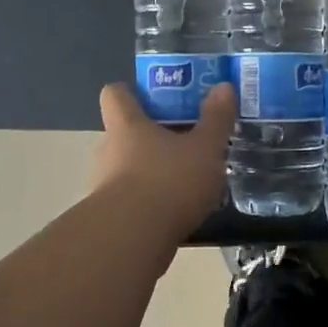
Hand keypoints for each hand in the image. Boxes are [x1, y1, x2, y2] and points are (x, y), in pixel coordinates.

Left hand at [91, 82, 235, 241]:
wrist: (133, 240)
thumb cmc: (169, 181)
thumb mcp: (205, 148)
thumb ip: (216, 119)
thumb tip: (222, 86)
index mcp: (127, 125)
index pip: (115, 94)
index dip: (133, 92)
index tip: (158, 98)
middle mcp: (109, 150)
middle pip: (124, 133)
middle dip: (153, 136)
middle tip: (186, 142)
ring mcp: (105, 186)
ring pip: (128, 169)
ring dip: (153, 172)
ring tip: (188, 182)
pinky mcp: (110, 218)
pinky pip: (132, 201)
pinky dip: (151, 203)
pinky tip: (179, 213)